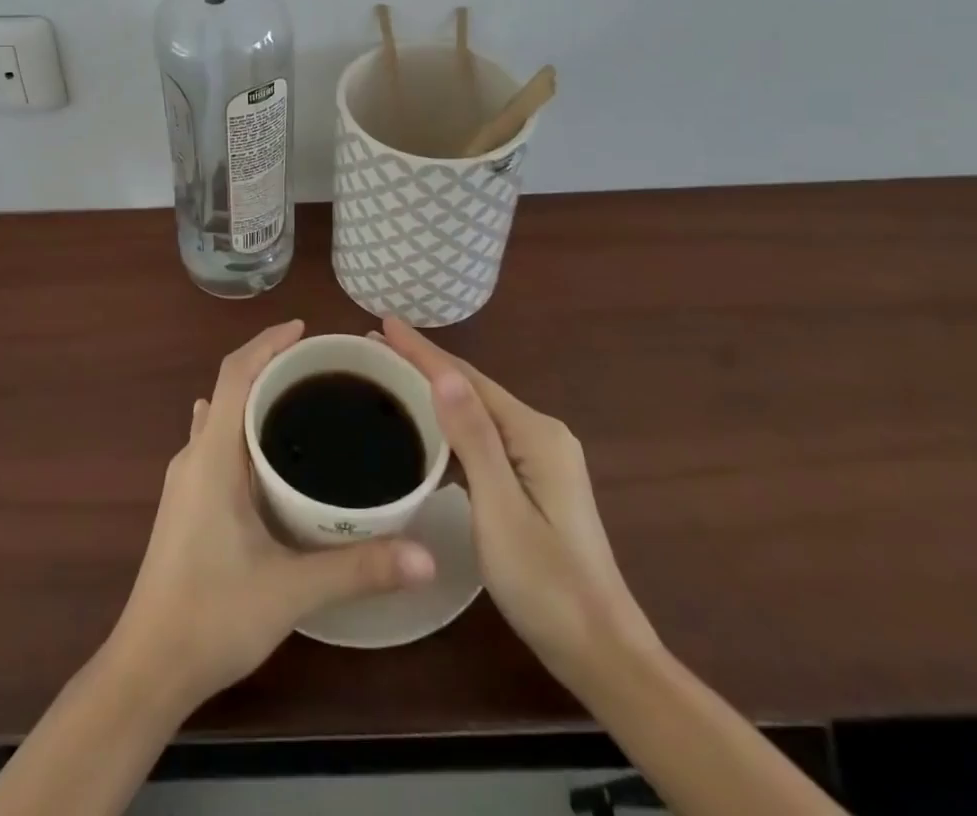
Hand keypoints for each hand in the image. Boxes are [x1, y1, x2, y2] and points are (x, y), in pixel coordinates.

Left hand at [105, 320, 436, 712]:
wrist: (147, 668)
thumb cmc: (212, 616)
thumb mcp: (291, 591)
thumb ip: (358, 569)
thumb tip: (426, 555)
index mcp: (212, 456)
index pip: (236, 374)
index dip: (267, 343)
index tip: (305, 330)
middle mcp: (194, 456)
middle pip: (230, 388)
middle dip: (269, 365)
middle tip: (321, 367)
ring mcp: (185, 480)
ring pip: (221, 415)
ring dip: (255, 396)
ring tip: (302, 398)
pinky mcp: (186, 503)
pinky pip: (216, 442)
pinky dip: (243, 426)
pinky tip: (267, 448)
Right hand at [380, 317, 656, 682]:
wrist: (603, 653)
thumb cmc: (546, 584)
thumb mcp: (501, 510)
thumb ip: (474, 439)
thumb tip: (443, 374)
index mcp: (534, 433)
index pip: (467, 378)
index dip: (422, 350)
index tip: (382, 323)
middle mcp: (541, 433)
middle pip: (471, 388)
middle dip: (423, 365)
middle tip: (373, 350)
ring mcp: (541, 457)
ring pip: (476, 412)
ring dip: (434, 393)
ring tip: (389, 378)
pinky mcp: (535, 480)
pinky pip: (483, 437)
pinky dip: (450, 425)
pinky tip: (426, 430)